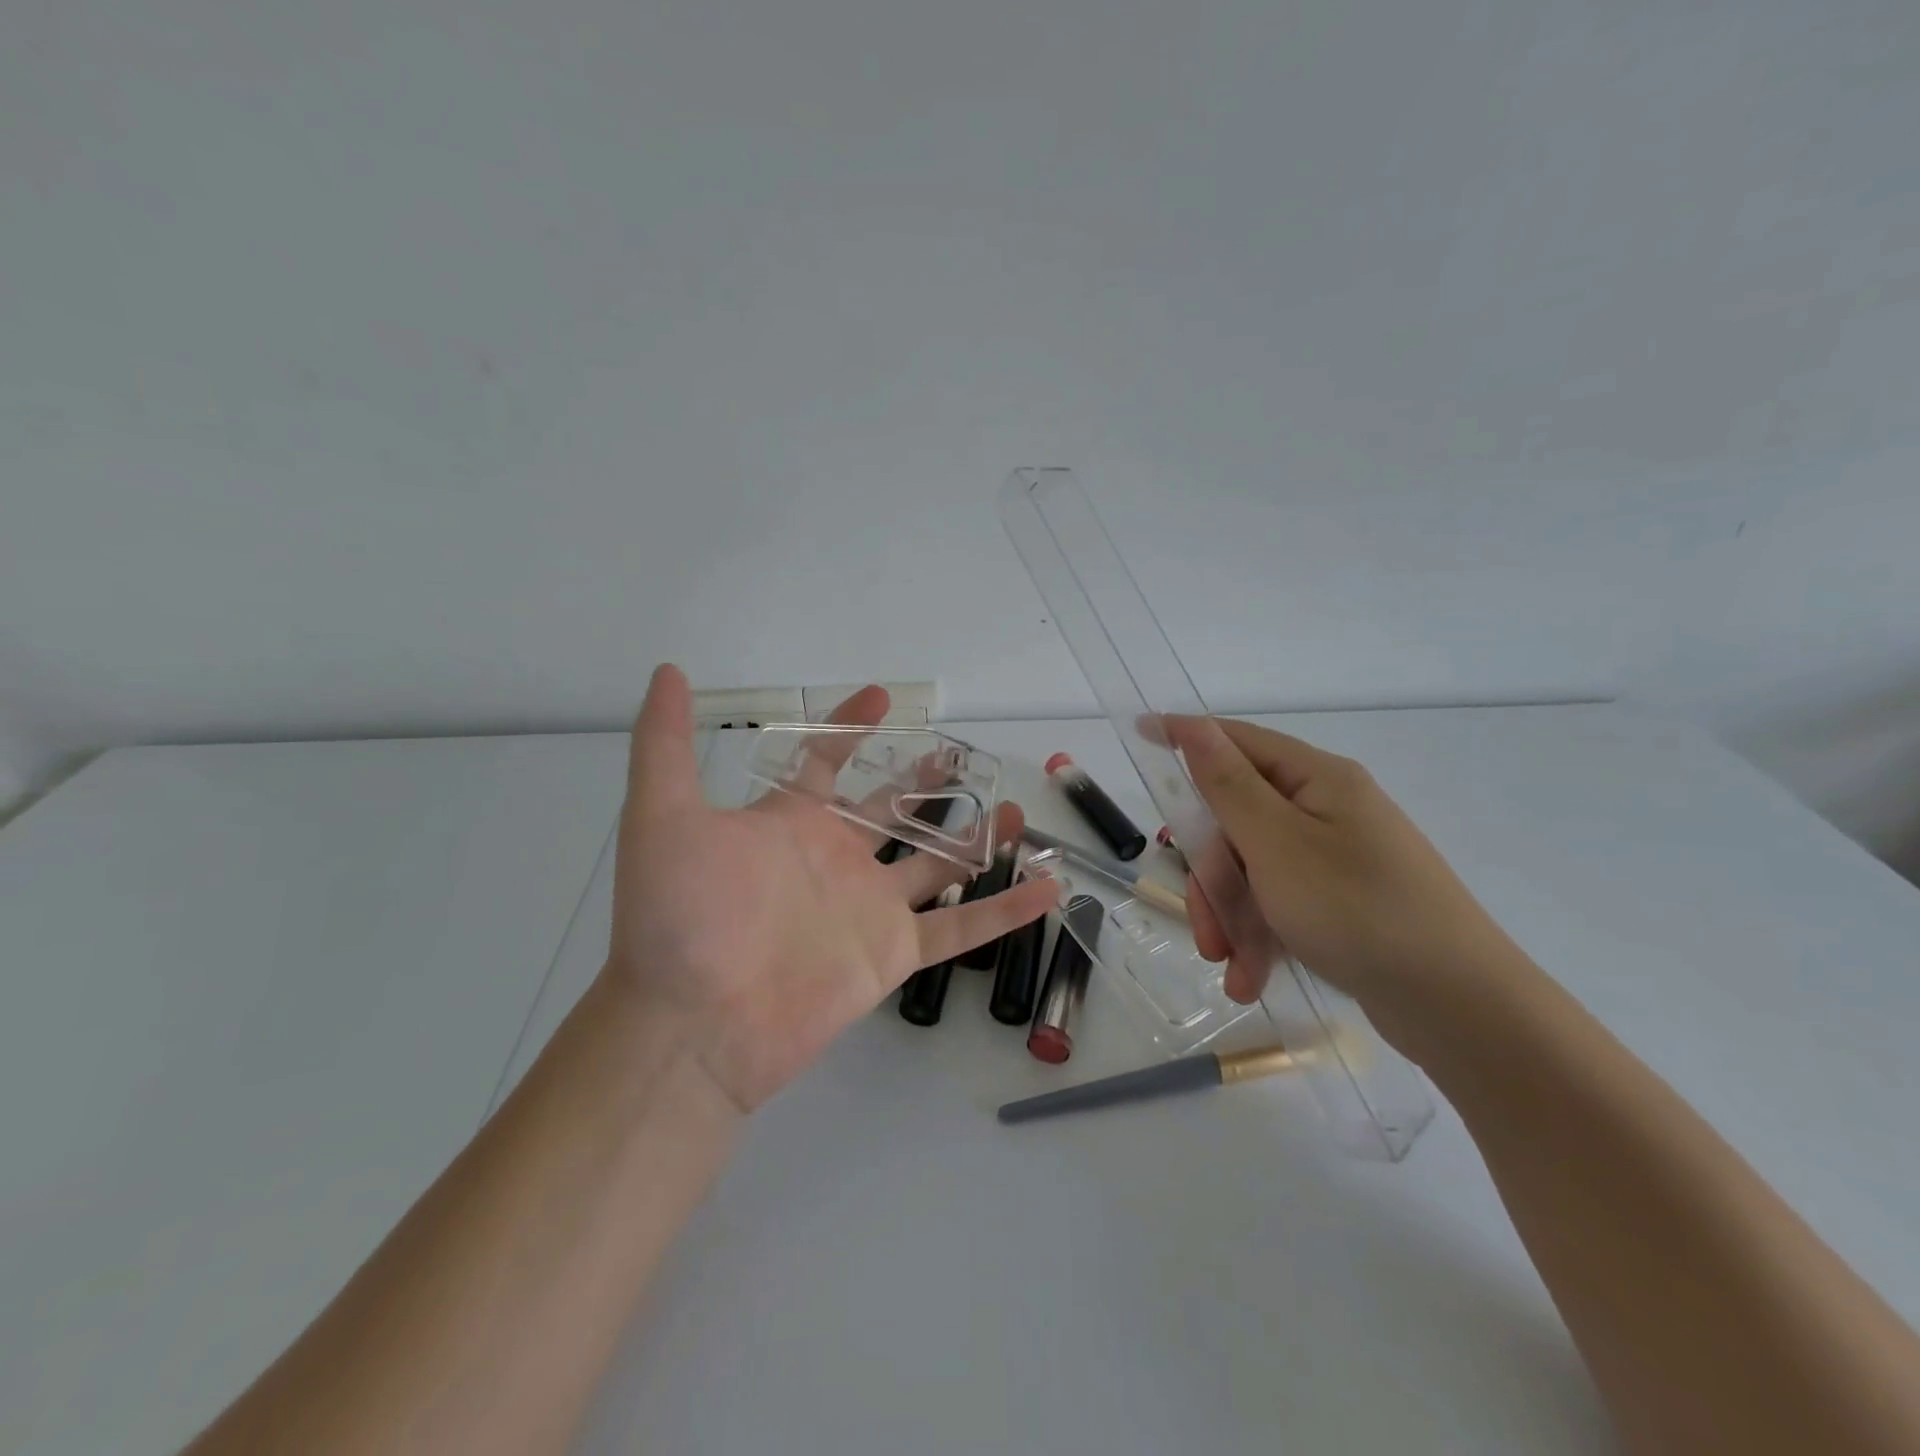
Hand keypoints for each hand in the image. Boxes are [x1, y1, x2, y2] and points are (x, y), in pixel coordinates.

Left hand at [603, 665, 1058, 1112]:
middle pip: (892, 811)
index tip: (883, 695)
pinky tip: (1049, 886)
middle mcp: (835, 859)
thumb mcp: (663, 817)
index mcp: (791, 824)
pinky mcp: (893, 953)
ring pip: (937, 864)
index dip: (851, 727)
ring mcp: (869, 907)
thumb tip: (667, 672)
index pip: (827, 763)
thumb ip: (665, 745)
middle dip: (924, 783)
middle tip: (960, 754)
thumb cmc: (678, 916)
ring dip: (976, 838)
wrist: (694, 1025)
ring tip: (1017, 810)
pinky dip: (1006, 910)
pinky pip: (961, 928)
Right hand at [1166, 716, 1516, 1030]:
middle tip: (1206, 928)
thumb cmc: (1359, 911)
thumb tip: (1194, 726)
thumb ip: (1227, 785)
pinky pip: (1279, 904)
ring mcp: (1335, 858)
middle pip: (1236, 822)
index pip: (1237, 741)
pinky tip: (1249, 979)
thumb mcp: (1276, 844)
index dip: (1186, 737)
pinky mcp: (1341, 902)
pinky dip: (1259, 938)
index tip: (1139, 732)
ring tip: (1231, 968)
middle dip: (1212, 877)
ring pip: (1251, 870)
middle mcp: (1326, 811)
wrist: (1462, 1010)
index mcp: (1317, 781)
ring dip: (1231, 917)